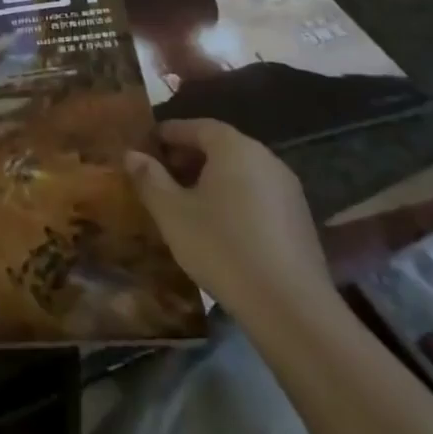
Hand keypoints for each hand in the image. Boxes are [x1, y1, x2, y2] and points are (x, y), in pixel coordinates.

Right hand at [124, 119, 335, 320]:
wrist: (290, 307)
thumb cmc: (222, 247)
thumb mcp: (172, 212)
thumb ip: (149, 178)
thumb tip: (132, 154)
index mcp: (234, 148)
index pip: (197, 126)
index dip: (169, 133)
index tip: (147, 146)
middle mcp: (266, 159)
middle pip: (221, 147)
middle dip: (188, 157)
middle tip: (161, 175)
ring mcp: (288, 190)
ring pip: (240, 172)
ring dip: (211, 179)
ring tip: (185, 202)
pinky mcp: (300, 220)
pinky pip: (258, 195)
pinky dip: (234, 199)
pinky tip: (218, 226)